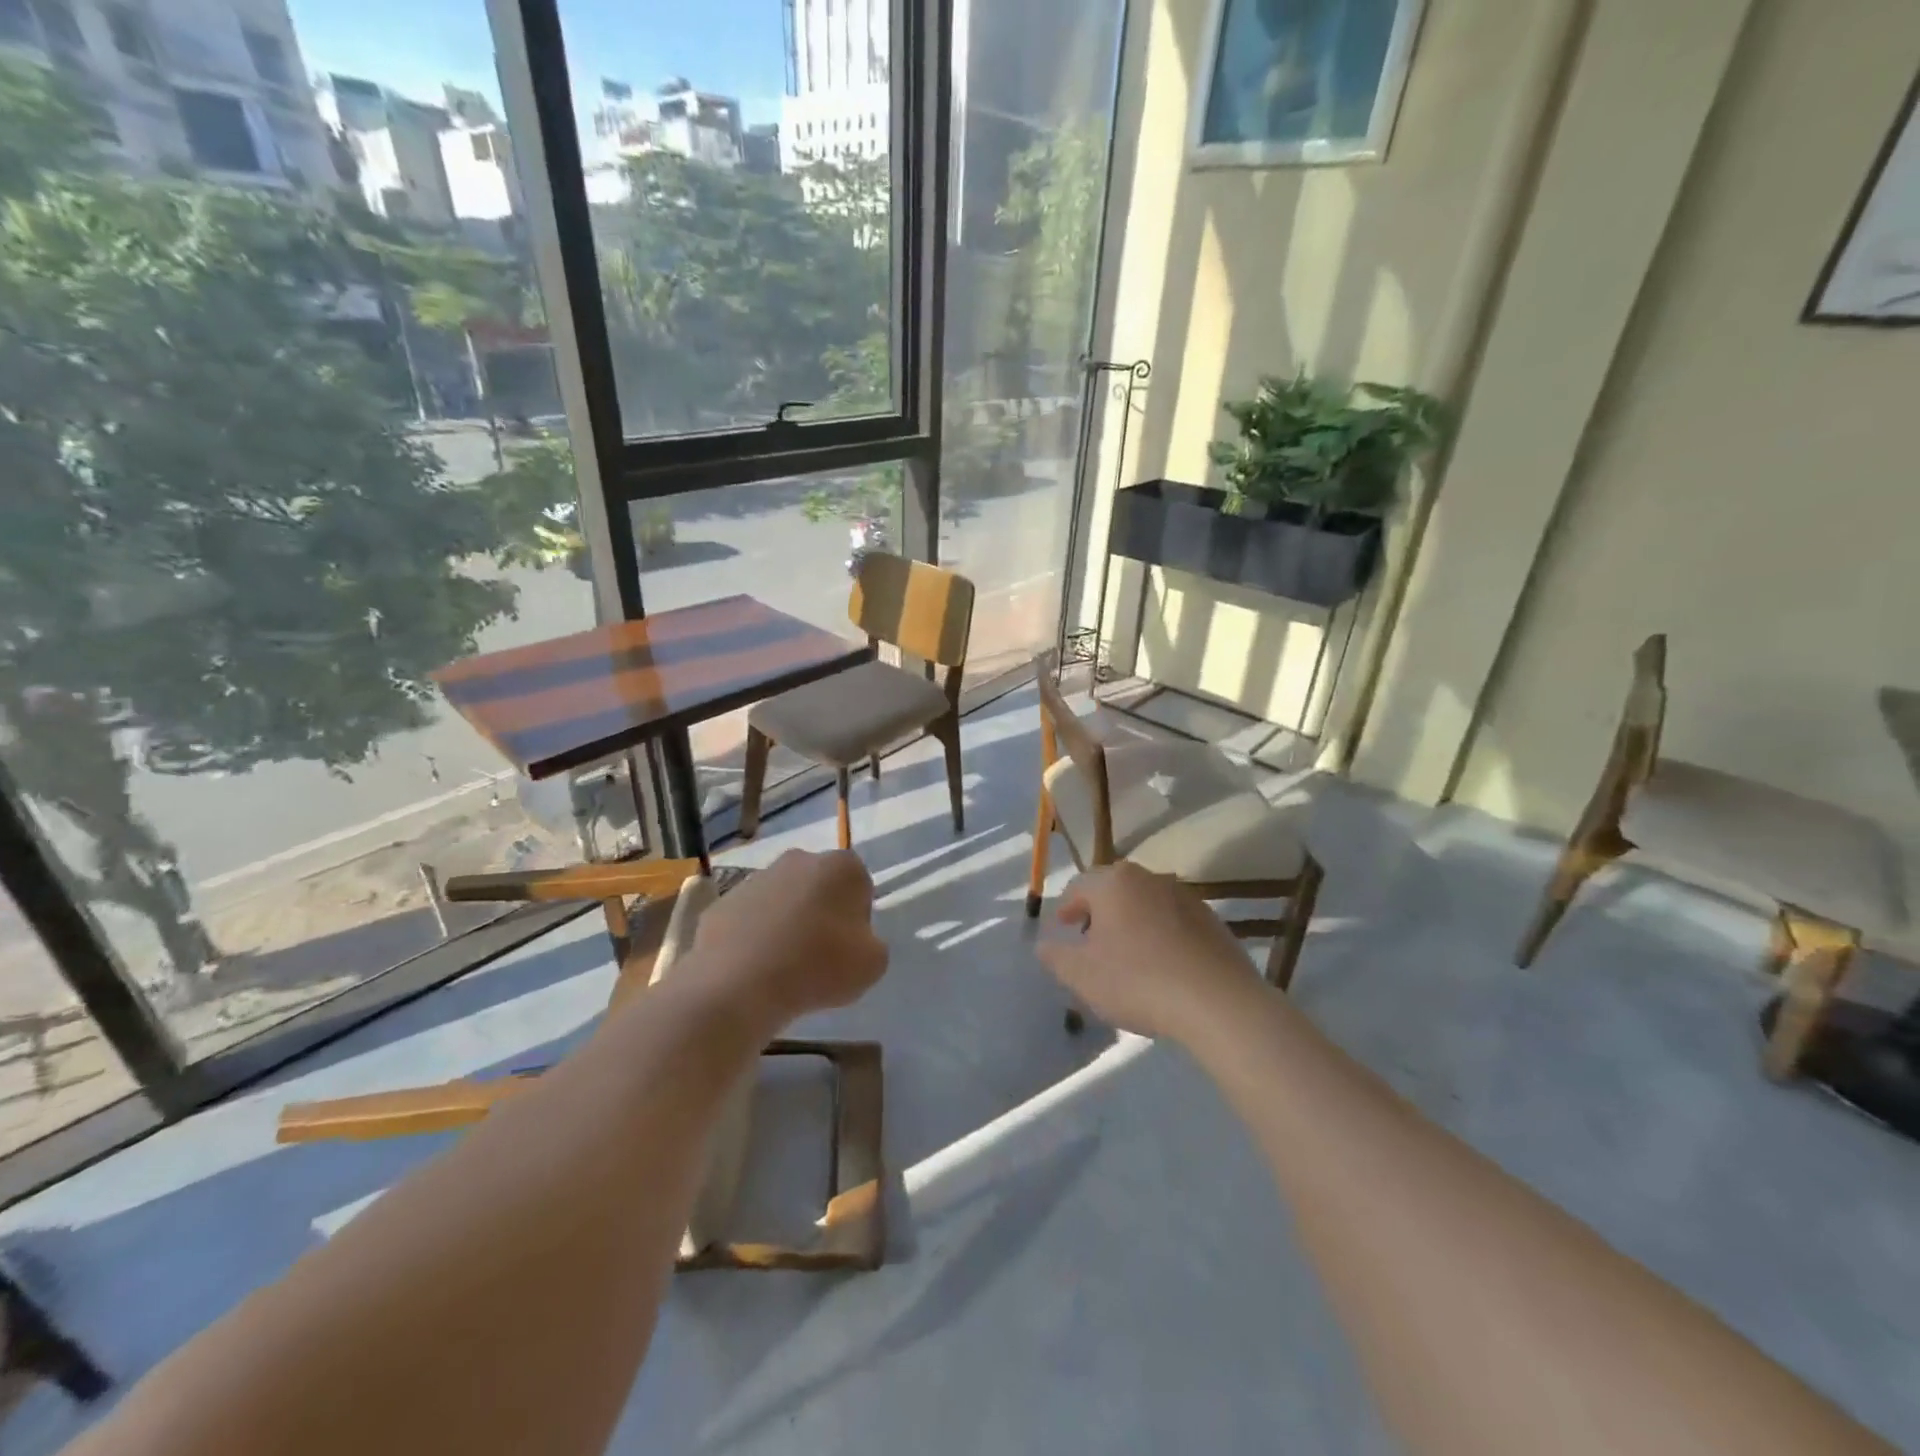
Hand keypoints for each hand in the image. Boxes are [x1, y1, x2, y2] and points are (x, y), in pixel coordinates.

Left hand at [693, 850, 887, 1027]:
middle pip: (820, 887)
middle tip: (818, 956)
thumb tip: (852, 941)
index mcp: (842, 866)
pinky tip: (754, 968)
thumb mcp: (873, 964)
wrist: (738, 984)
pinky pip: (751, 918)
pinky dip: (754, 936)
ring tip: (783, 967)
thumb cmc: (818, 967)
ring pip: (784, 900)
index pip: (860, 887)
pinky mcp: (724, 899)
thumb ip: (871, 944)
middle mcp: (800, 859)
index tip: (848, 948)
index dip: (857, 919)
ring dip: (787, 924)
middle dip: (821, 914)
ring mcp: (757, 877)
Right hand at [1034, 862, 1264, 1040]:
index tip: (1063, 928)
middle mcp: (1149, 878)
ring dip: (1132, 921)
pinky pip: (1175, 921)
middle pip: (1115, 889)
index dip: (1067, 907)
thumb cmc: (1138, 981)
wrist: (1218, 1002)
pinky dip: (1161, 934)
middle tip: (1091, 938)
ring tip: (1126, 954)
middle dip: (1100, 911)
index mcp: (1114, 883)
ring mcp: (1186, 897)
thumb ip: (1056, 957)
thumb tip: (1043, 945)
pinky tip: (1162, 965)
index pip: (1080, 886)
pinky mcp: (1212, 921)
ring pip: (1146, 903)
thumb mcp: (1082, 975)